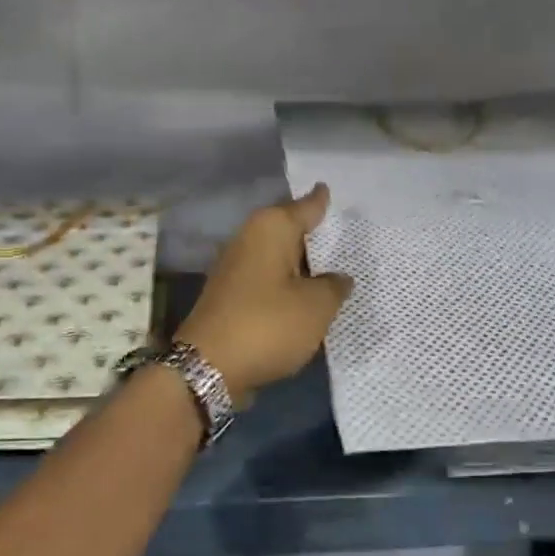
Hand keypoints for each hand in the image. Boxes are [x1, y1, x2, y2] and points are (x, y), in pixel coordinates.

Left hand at [178, 184, 353, 399]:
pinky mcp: (231, 296)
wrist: (208, 367)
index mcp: (271, 229)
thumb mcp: (316, 306)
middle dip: (314, 232)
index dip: (322, 200)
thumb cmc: (267, 325)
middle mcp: (250, 239)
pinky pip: (269, 280)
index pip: (306, 206)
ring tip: (335, 267)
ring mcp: (237, 268)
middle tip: (346, 231)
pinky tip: (307, 295)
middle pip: (290, 229)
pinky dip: (288, 285)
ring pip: (279, 257)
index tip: (330, 188)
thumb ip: (334, 286)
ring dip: (302, 263)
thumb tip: (338, 278)